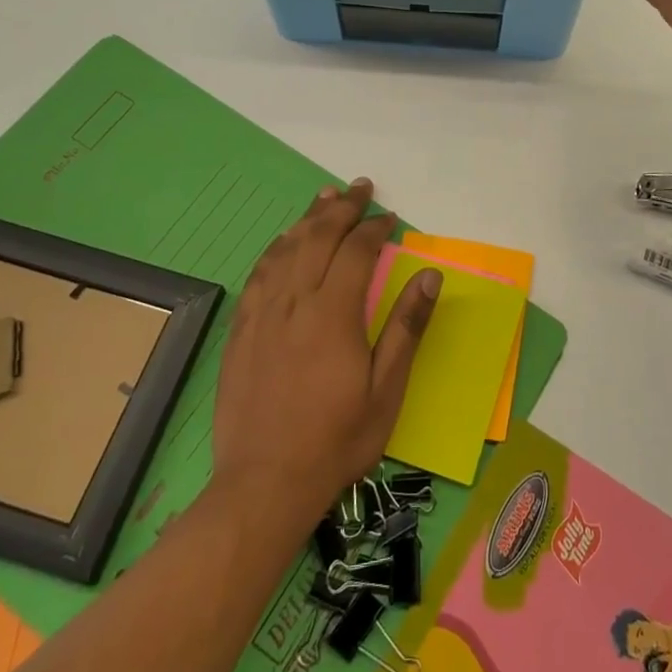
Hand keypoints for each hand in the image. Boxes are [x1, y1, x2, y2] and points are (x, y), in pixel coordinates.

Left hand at [212, 178, 440, 525]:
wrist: (264, 483)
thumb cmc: (336, 440)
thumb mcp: (386, 390)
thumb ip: (407, 327)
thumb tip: (430, 276)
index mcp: (334, 314)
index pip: (356, 251)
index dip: (374, 228)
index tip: (389, 217)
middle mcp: (295, 302)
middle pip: (318, 238)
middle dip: (342, 208)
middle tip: (360, 188)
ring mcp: (262, 315)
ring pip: (285, 250)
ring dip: (308, 219)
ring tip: (324, 197)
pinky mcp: (241, 331)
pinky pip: (259, 275)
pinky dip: (276, 249)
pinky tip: (284, 242)